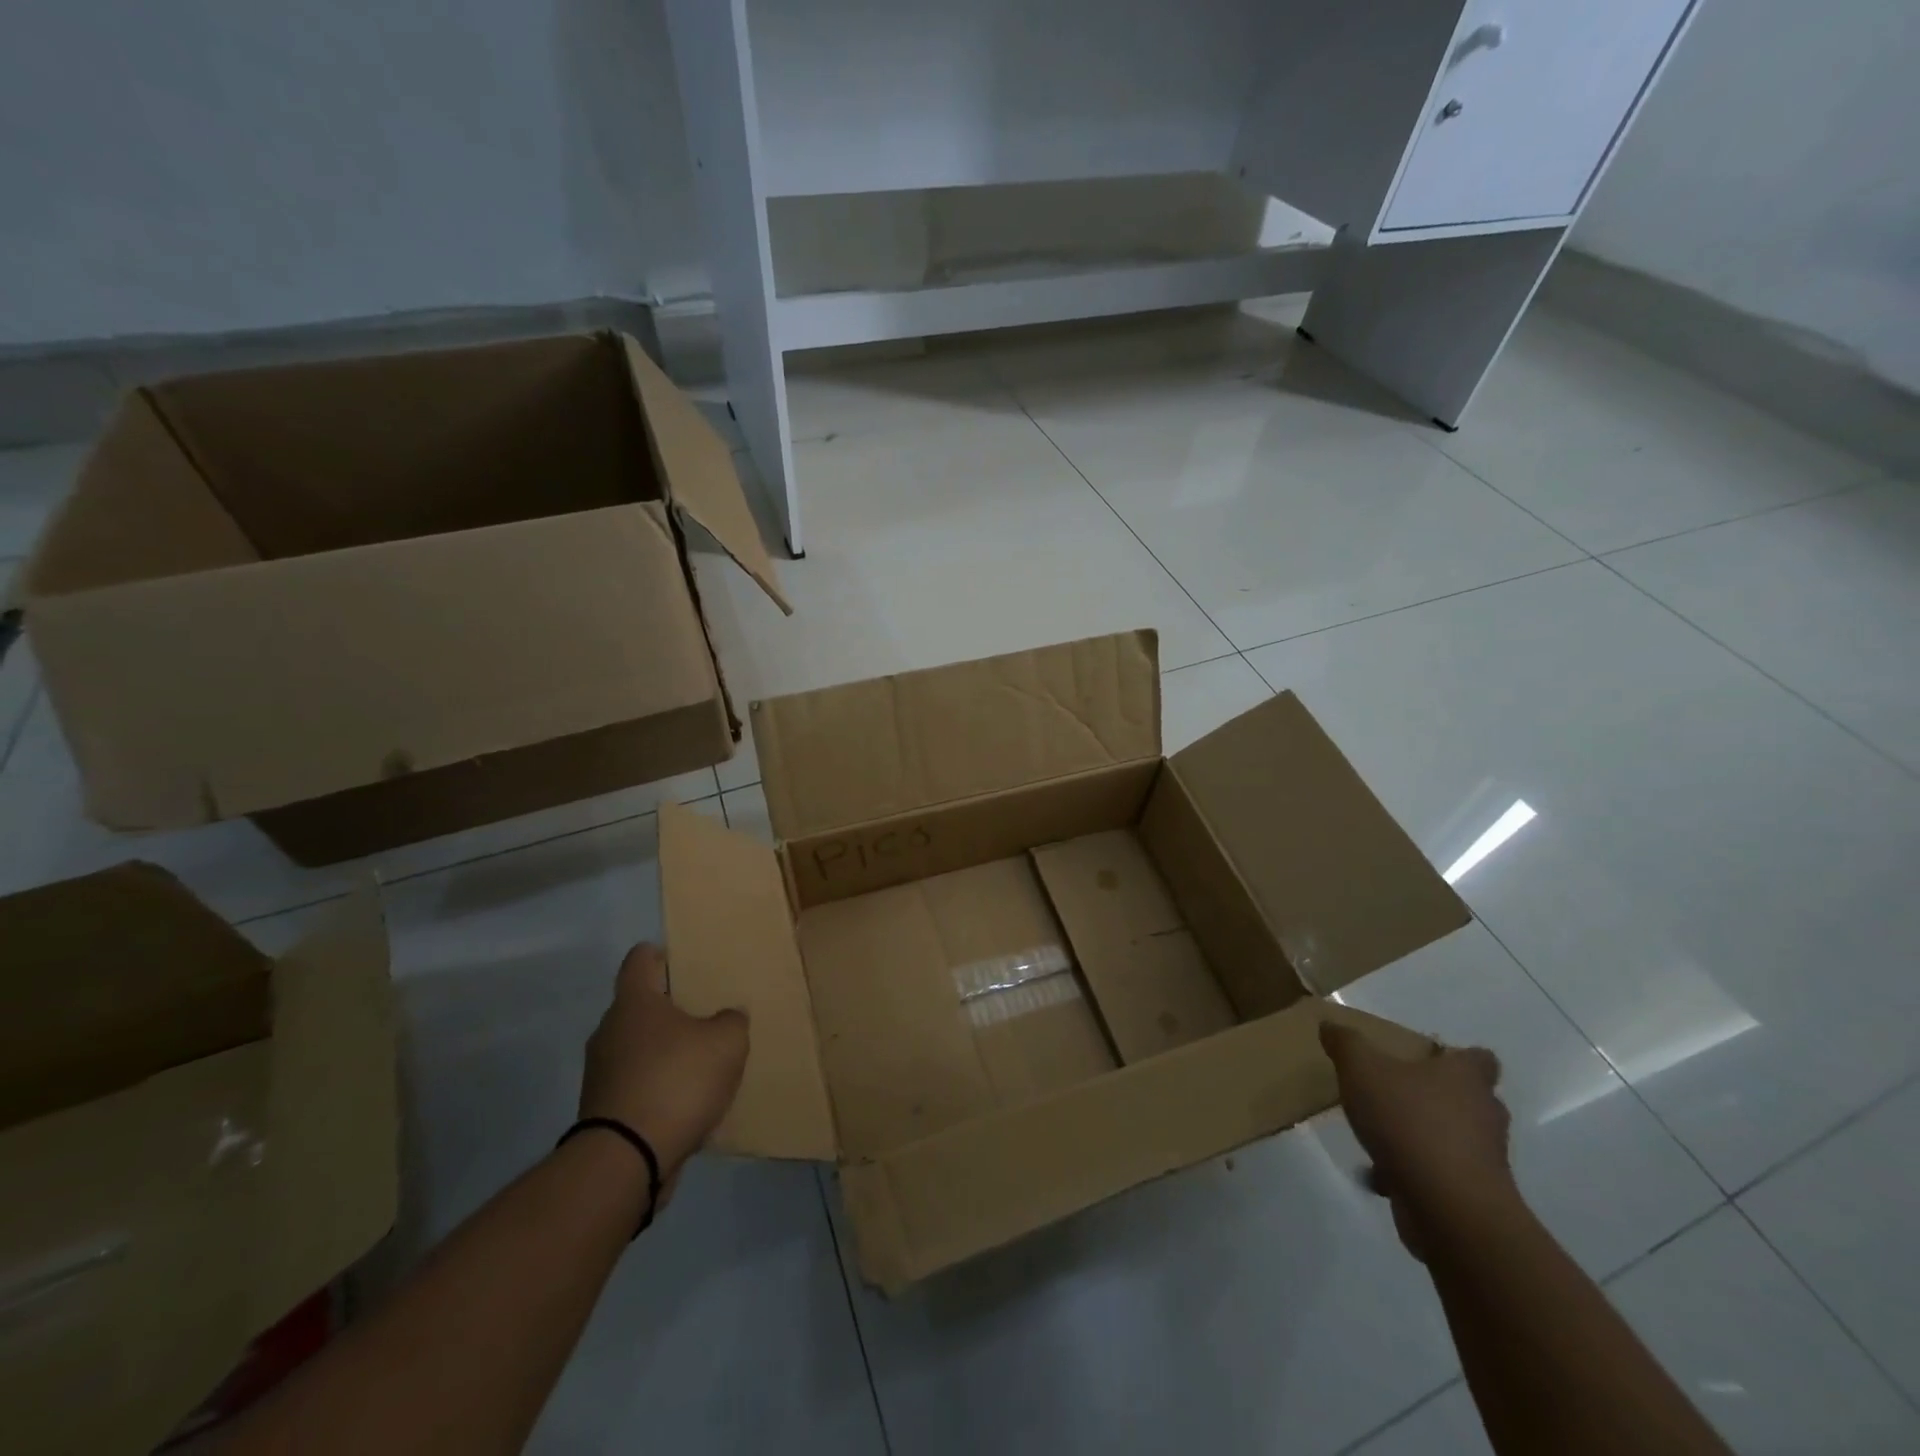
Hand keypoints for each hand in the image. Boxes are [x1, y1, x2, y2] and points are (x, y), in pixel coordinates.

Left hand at [579, 944, 748, 1202]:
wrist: (626, 1159)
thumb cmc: (676, 1081)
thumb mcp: (726, 1042)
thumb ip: (731, 1021)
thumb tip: (727, 1016)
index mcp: (634, 1002)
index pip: (640, 959)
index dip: (660, 954)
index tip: (683, 960)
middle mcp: (610, 1030)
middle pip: (640, 1005)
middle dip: (669, 1008)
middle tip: (705, 1013)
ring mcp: (601, 1073)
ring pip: (637, 1047)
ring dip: (664, 1051)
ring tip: (700, 1062)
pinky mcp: (602, 1111)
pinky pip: (636, 1085)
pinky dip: (658, 1087)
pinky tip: (686, 1101)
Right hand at [1320, 1021, 1513, 1258]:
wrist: (1448, 1207)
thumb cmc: (1409, 1122)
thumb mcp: (1362, 1069)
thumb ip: (1346, 1043)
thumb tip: (1331, 1026)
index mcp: (1466, 1078)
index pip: (1480, 1059)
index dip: (1459, 1057)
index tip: (1429, 1059)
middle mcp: (1484, 1114)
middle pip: (1468, 1099)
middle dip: (1436, 1097)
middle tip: (1397, 1093)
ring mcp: (1483, 1159)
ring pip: (1453, 1138)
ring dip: (1422, 1137)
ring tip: (1380, 1137)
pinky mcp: (1472, 1195)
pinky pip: (1440, 1174)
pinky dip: (1414, 1173)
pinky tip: (1380, 1175)